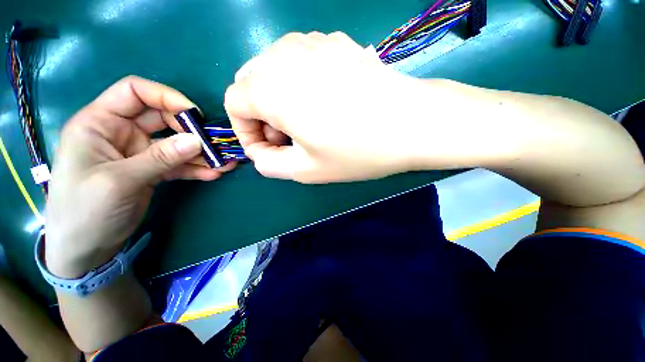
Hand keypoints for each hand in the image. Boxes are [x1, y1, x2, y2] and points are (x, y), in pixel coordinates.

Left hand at [45, 76, 234, 277]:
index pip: (134, 92)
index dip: (166, 97)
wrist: (85, 248)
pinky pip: (178, 163)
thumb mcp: (120, 181)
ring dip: (200, 152)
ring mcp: (138, 153)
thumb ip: (160, 158)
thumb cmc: (85, 210)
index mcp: (100, 123)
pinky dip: (196, 168)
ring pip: (175, 143)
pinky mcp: (151, 170)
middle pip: (162, 118)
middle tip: (214, 145)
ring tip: (224, 162)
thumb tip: (198, 141)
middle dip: (190, 130)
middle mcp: (121, 132)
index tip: (195, 115)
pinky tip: (214, 174)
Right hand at [224, 32, 438, 182]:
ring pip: (273, 70)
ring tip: (306, 123)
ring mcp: (312, 41)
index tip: (269, 150)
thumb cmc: (357, 151)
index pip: (234, 102)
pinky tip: (325, 102)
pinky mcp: (335, 43)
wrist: (412, 123)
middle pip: (250, 83)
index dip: (246, 131)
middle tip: (288, 139)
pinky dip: (299, 84)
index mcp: (272, 87)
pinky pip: (299, 61)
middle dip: (260, 115)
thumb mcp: (306, 170)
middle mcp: (284, 54)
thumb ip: (270, 165)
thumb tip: (259, 154)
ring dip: (278, 98)